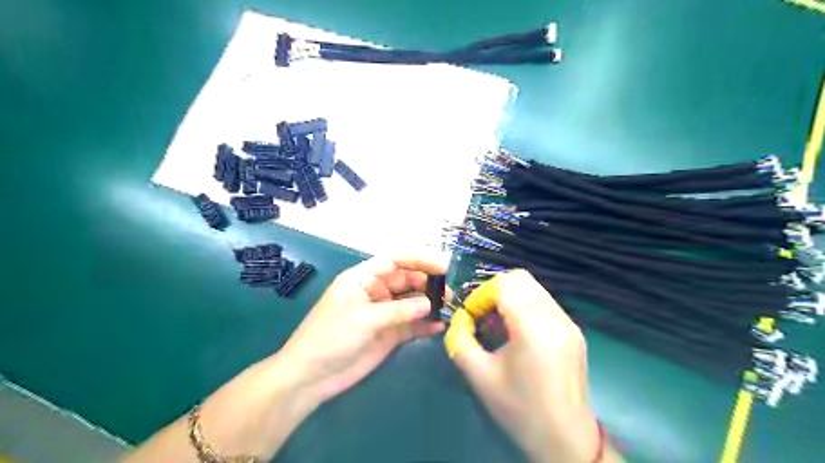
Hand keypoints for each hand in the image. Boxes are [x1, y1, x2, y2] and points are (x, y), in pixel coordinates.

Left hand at [277, 256, 448, 402]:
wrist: (312, 376)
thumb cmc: (332, 336)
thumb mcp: (365, 318)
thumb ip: (399, 310)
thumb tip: (429, 304)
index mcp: (363, 278)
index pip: (395, 260)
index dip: (419, 260)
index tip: (442, 266)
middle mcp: (375, 292)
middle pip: (406, 280)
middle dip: (426, 283)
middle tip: (447, 293)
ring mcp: (383, 313)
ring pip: (411, 302)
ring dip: (428, 303)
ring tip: (447, 307)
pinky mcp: (388, 334)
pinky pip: (410, 325)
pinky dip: (424, 325)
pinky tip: (438, 327)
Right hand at [445, 269, 603, 462]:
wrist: (565, 440)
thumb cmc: (519, 409)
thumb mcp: (479, 376)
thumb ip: (459, 340)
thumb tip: (458, 321)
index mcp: (533, 327)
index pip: (504, 285)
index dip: (480, 295)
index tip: (470, 317)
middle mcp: (555, 317)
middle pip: (521, 278)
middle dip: (494, 291)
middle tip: (482, 315)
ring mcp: (569, 323)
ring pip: (534, 288)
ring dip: (510, 297)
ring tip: (498, 324)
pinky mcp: (574, 331)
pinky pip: (544, 302)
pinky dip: (525, 306)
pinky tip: (517, 332)